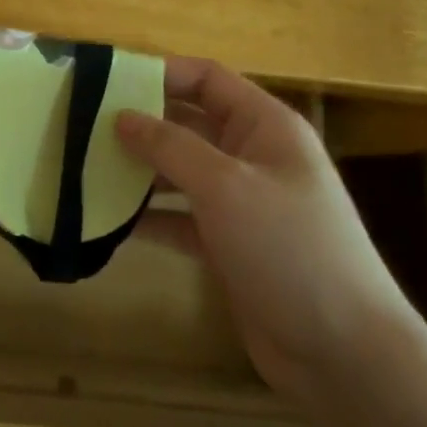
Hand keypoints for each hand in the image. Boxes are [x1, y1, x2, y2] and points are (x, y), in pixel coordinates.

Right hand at [116, 57, 414, 393]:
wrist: (344, 353)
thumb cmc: (289, 248)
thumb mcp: (225, 186)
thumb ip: (169, 146)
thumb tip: (121, 116)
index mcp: (264, 126)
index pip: (206, 78)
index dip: (159, 72)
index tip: (105, 80)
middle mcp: (252, 156)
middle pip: (188, 123)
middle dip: (140, 123)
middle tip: (82, 126)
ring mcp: (241, 203)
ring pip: (179, 172)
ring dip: (139, 171)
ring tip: (86, 169)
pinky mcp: (228, 245)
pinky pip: (180, 218)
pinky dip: (149, 217)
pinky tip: (107, 221)